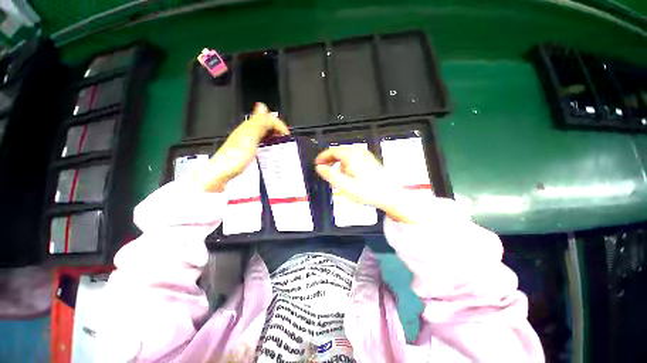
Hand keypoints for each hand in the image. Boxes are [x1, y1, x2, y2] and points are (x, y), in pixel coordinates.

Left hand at [197, 103, 288, 191]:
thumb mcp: (249, 138)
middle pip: (266, 124)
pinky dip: (268, 143)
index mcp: (248, 127)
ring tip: (280, 144)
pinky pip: (261, 141)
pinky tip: (270, 149)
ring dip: (273, 136)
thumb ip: (258, 123)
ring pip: (264, 133)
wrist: (222, 172)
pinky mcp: (247, 149)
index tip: (286, 135)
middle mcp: (247, 131)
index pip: (267, 118)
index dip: (279, 124)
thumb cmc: (234, 157)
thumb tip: (263, 107)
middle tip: (284, 139)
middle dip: (277, 129)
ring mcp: (247, 140)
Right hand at [315, 146, 413, 222]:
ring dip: (338, 162)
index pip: (332, 151)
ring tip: (335, 173)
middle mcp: (359, 153)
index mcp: (352, 156)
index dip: (323, 157)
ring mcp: (366, 156)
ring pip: (347, 155)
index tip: (318, 162)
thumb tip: (320, 168)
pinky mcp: (369, 161)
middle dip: (330, 159)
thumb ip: (329, 175)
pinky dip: (347, 164)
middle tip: (324, 167)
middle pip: (339, 151)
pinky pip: (354, 159)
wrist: (388, 195)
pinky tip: (347, 174)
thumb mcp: (344, 185)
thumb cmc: (369, 191)